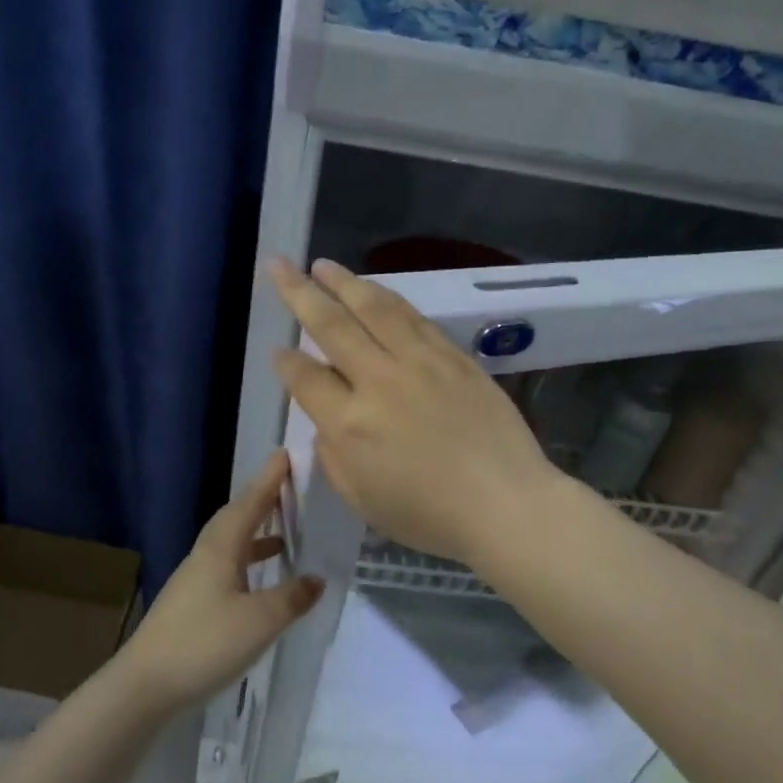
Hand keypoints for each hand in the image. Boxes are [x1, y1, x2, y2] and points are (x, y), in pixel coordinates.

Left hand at [114, 451, 323, 714]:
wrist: (145, 686)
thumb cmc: (204, 643)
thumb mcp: (260, 621)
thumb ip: (292, 597)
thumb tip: (317, 579)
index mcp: (220, 548)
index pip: (249, 504)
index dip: (268, 480)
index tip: (284, 454)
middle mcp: (205, 556)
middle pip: (236, 518)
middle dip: (261, 501)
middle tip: (287, 487)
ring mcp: (195, 581)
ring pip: (230, 544)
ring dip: (256, 534)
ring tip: (284, 533)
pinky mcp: (191, 604)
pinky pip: (226, 568)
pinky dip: (248, 564)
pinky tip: (260, 582)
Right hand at [269, 258, 561, 566]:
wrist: (505, 502)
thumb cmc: (430, 516)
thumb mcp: (363, 501)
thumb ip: (334, 458)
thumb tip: (327, 422)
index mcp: (350, 424)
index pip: (306, 378)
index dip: (286, 362)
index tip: (278, 349)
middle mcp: (378, 381)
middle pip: (331, 326)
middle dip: (299, 293)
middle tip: (279, 266)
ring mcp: (419, 362)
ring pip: (374, 309)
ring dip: (344, 283)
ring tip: (322, 265)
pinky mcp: (452, 356)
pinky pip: (413, 317)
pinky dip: (388, 298)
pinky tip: (374, 290)